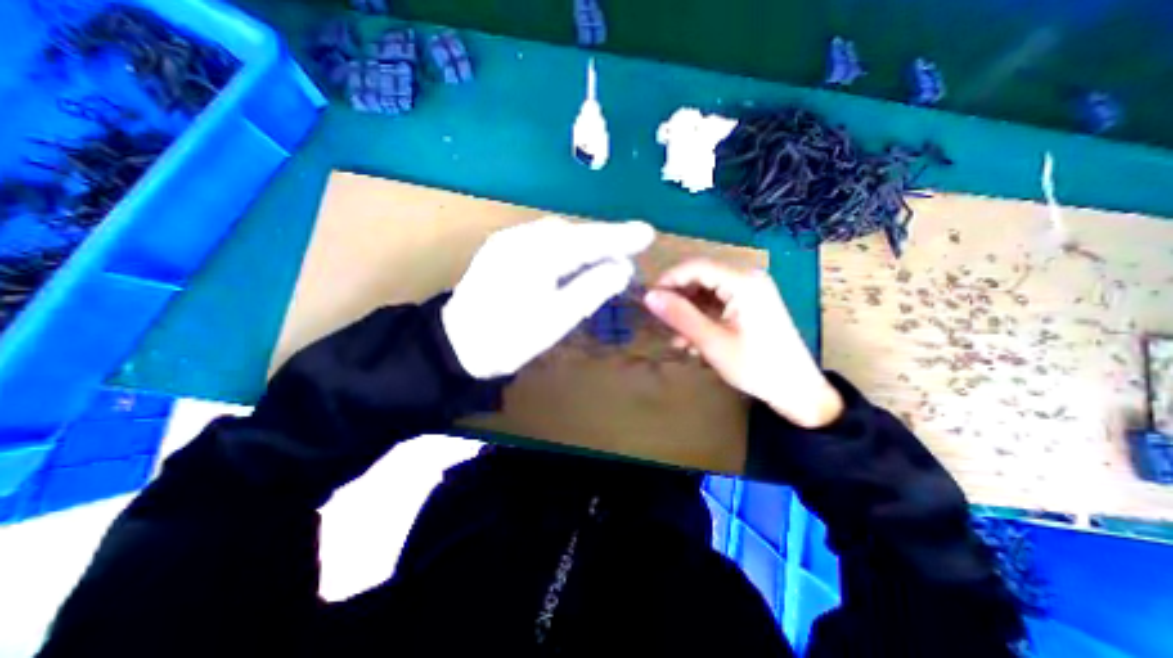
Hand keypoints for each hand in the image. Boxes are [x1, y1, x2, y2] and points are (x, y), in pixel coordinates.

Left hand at [442, 217, 654, 376]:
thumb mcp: (557, 318)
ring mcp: (508, 241)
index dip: (620, 236)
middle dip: (603, 242)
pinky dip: (564, 249)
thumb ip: (592, 289)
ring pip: (557, 235)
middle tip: (627, 257)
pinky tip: (572, 262)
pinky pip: (542, 241)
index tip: (647, 234)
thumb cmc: (509, 338)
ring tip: (605, 260)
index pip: (588, 239)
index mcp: (537, 254)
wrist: (457, 345)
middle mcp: (521, 238)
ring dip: (584, 245)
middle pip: (573, 233)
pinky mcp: (501, 249)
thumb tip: (623, 268)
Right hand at [640, 260, 842, 429]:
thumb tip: (649, 296)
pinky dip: (702, 319)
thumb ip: (680, 316)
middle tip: (661, 322)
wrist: (797, 391)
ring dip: (688, 313)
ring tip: (677, 339)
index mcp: (744, 282)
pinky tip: (693, 342)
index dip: (669, 280)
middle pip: (701, 278)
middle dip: (678, 300)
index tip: (649, 300)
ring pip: (706, 292)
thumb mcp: (712, 342)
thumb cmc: (756, 367)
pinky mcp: (750, 305)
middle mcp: (748, 279)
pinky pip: (717, 304)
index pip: (696, 266)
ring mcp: (751, 292)